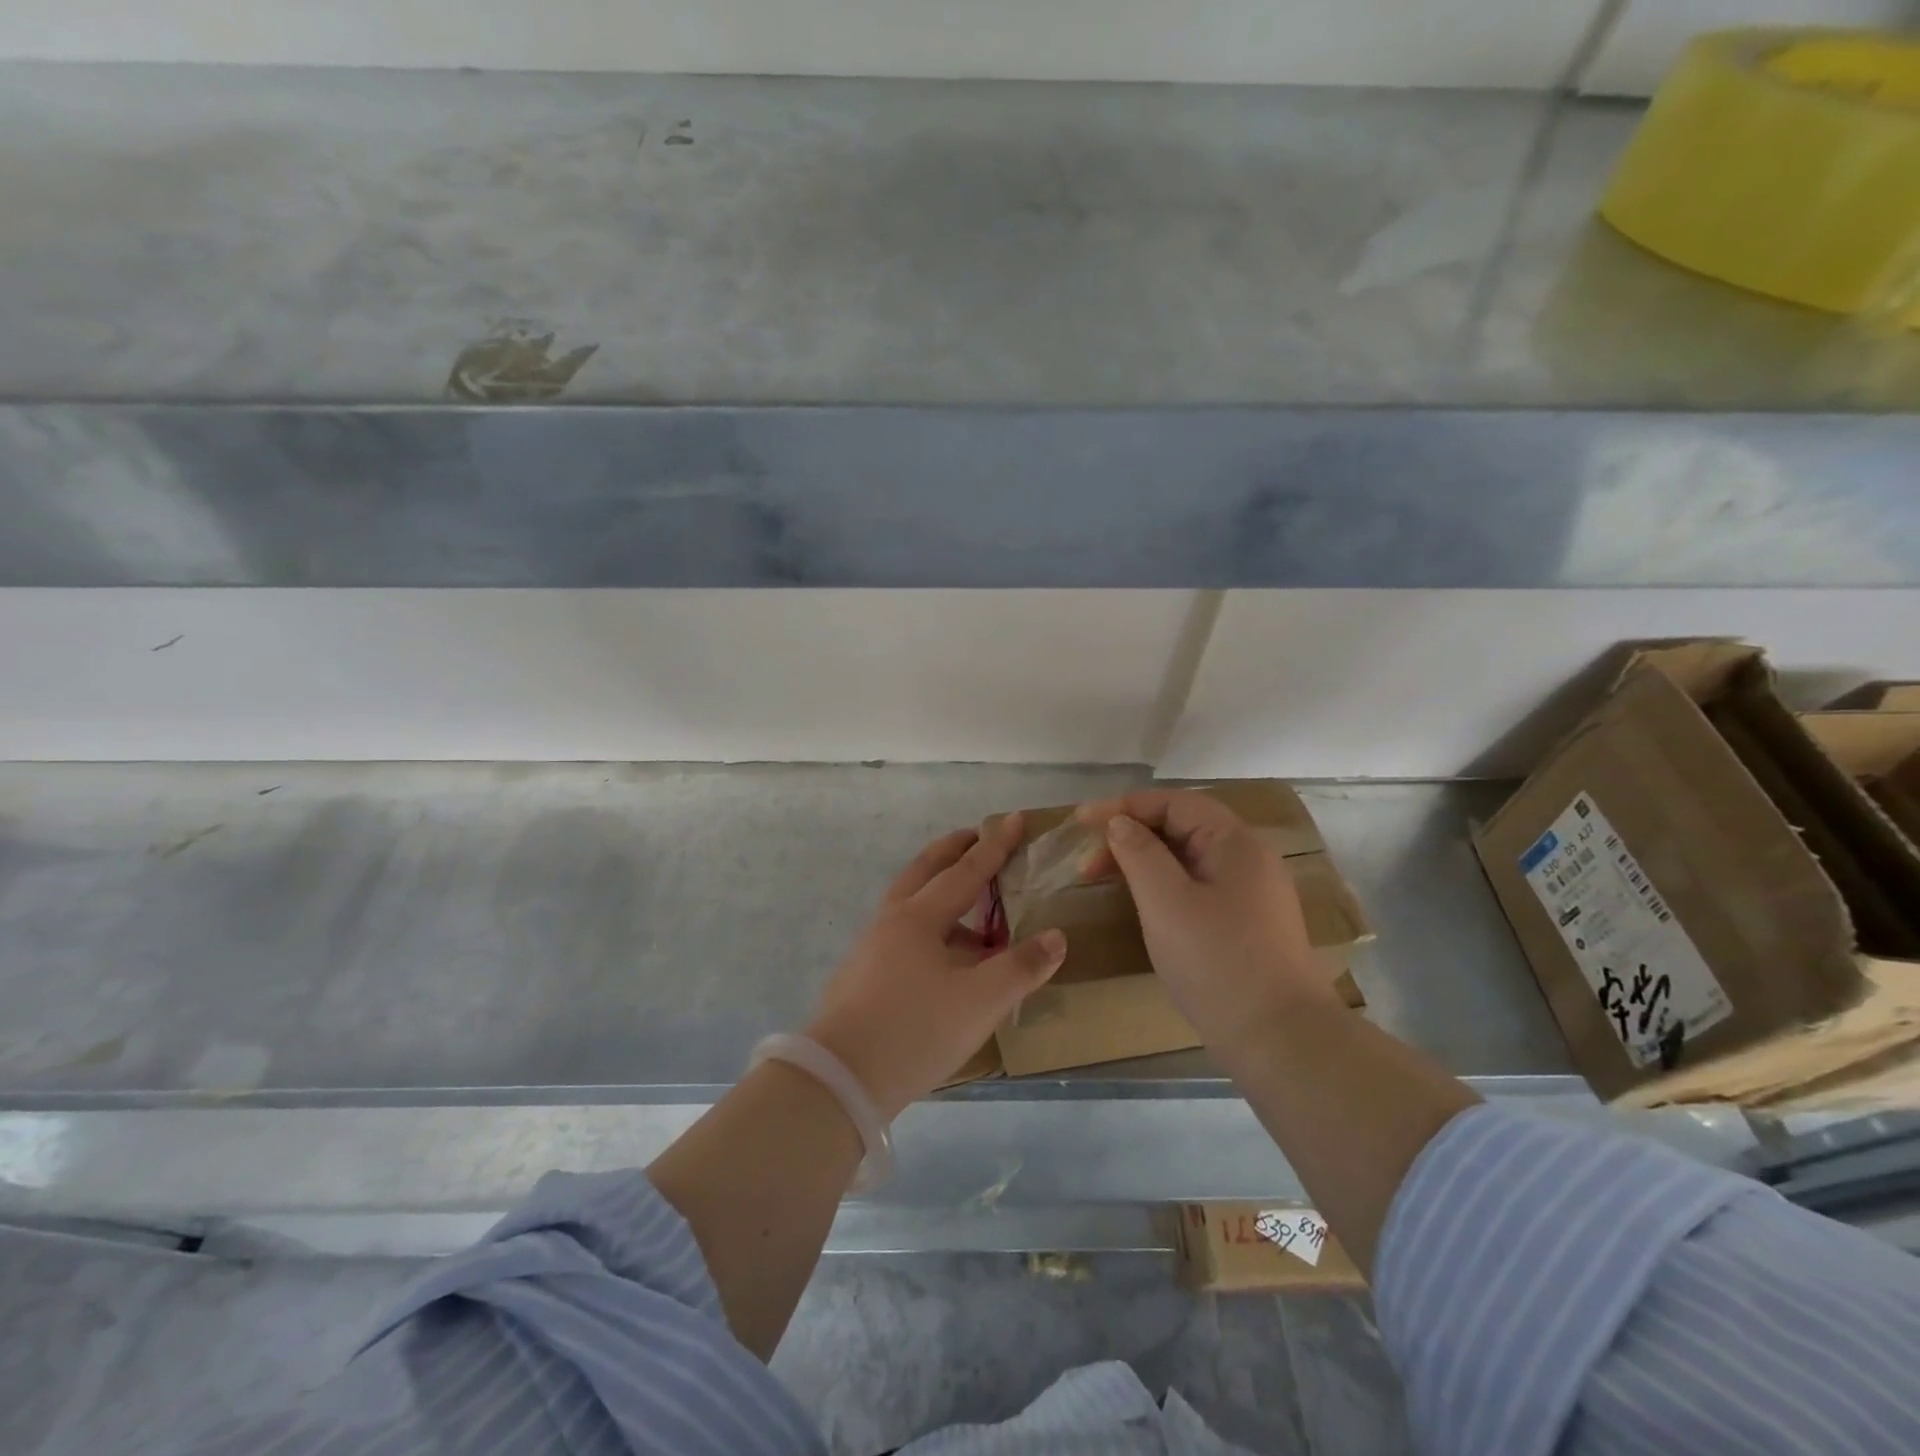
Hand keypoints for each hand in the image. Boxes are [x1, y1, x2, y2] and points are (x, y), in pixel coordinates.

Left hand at [804, 814, 1066, 1119]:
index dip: (995, 845)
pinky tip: (944, 957)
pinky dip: (929, 925)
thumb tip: (1056, 937)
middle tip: (976, 836)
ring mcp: (871, 947)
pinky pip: (903, 932)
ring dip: (940, 890)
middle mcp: (892, 921)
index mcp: (920, 917)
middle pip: (925, 870)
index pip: (966, 871)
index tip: (1015, 818)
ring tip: (972, 907)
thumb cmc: (915, 1030)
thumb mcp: (980, 1001)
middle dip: (954, 850)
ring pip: (911, 903)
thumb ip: (1021, 967)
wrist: (840, 1079)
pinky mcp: (862, 975)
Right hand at [1076, 790, 1343, 1059]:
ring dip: (1142, 862)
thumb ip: (1139, 853)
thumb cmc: (1218, 962)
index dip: (1123, 806)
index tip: (1080, 822)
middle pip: (1181, 827)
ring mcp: (1250, 894)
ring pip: (1186, 860)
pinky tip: (1142, 906)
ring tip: (1105, 882)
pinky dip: (1161, 886)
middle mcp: (1247, 859)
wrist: (1281, 1041)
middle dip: (1130, 835)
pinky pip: (1195, 887)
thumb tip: (1120, 822)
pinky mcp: (1245, 924)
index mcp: (1235, 842)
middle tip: (1087, 864)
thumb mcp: (1167, 902)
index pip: (1173, 802)